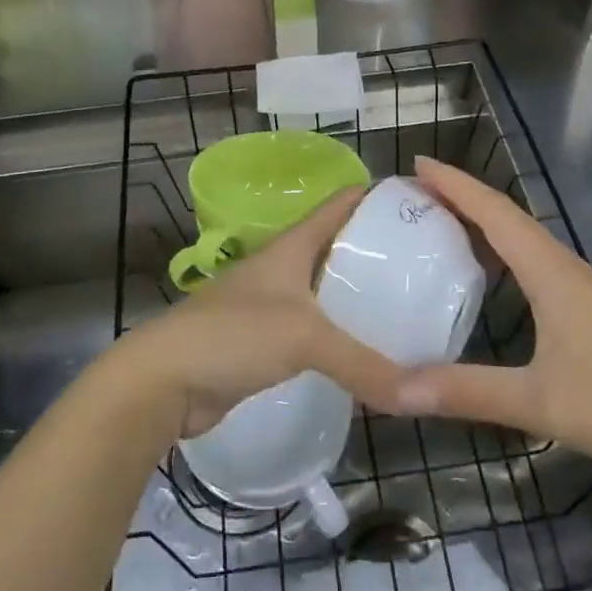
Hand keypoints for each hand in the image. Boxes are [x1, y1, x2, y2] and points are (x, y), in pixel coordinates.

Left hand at [117, 187, 406, 437]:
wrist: (164, 380)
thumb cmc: (233, 334)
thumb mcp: (304, 338)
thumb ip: (363, 363)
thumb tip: (421, 394)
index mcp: (292, 244)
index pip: (340, 204)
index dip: (377, 196)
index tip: (421, 201)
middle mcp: (283, 266)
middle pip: (337, 246)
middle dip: (377, 251)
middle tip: (427, 264)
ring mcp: (272, 303)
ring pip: (325, 290)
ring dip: (359, 295)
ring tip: (407, 306)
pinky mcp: (264, 341)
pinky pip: (313, 329)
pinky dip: (339, 334)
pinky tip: (367, 349)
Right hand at [393, 157, 591, 486]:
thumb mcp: (539, 403)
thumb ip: (467, 392)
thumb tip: (396, 389)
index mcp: (551, 272)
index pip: (494, 212)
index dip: (455, 184)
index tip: (416, 164)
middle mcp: (563, 266)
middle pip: (506, 215)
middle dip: (460, 195)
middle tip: (413, 190)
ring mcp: (579, 285)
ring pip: (521, 235)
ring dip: (481, 218)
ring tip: (438, 217)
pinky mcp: (586, 305)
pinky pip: (532, 258)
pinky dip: (500, 247)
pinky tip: (487, 269)